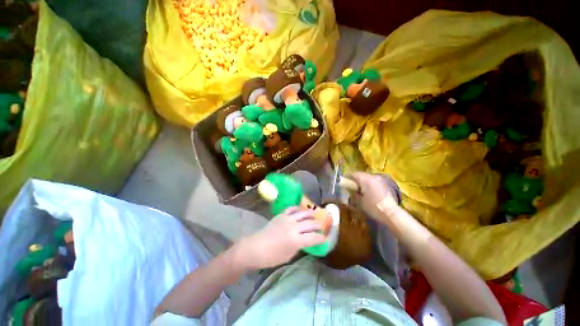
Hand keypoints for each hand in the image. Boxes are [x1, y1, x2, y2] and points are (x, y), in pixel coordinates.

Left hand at [234, 207, 325, 269]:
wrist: (256, 247)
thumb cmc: (272, 256)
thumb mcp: (289, 255)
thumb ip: (299, 246)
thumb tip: (306, 241)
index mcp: (296, 240)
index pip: (314, 237)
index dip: (321, 238)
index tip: (325, 238)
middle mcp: (293, 227)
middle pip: (311, 224)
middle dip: (319, 225)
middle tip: (322, 226)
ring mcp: (287, 219)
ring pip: (303, 213)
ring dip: (311, 214)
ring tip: (316, 214)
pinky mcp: (281, 215)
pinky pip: (292, 208)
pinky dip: (298, 209)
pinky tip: (301, 210)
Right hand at [350, 172, 398, 219]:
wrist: (391, 213)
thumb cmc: (373, 207)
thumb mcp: (359, 201)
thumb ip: (353, 193)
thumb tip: (351, 190)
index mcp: (365, 179)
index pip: (353, 174)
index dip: (347, 177)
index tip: (344, 182)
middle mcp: (373, 176)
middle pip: (361, 175)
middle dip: (356, 180)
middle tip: (351, 187)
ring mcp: (380, 180)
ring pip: (368, 178)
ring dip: (363, 182)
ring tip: (359, 190)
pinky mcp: (385, 185)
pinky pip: (374, 182)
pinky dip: (369, 185)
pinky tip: (368, 192)